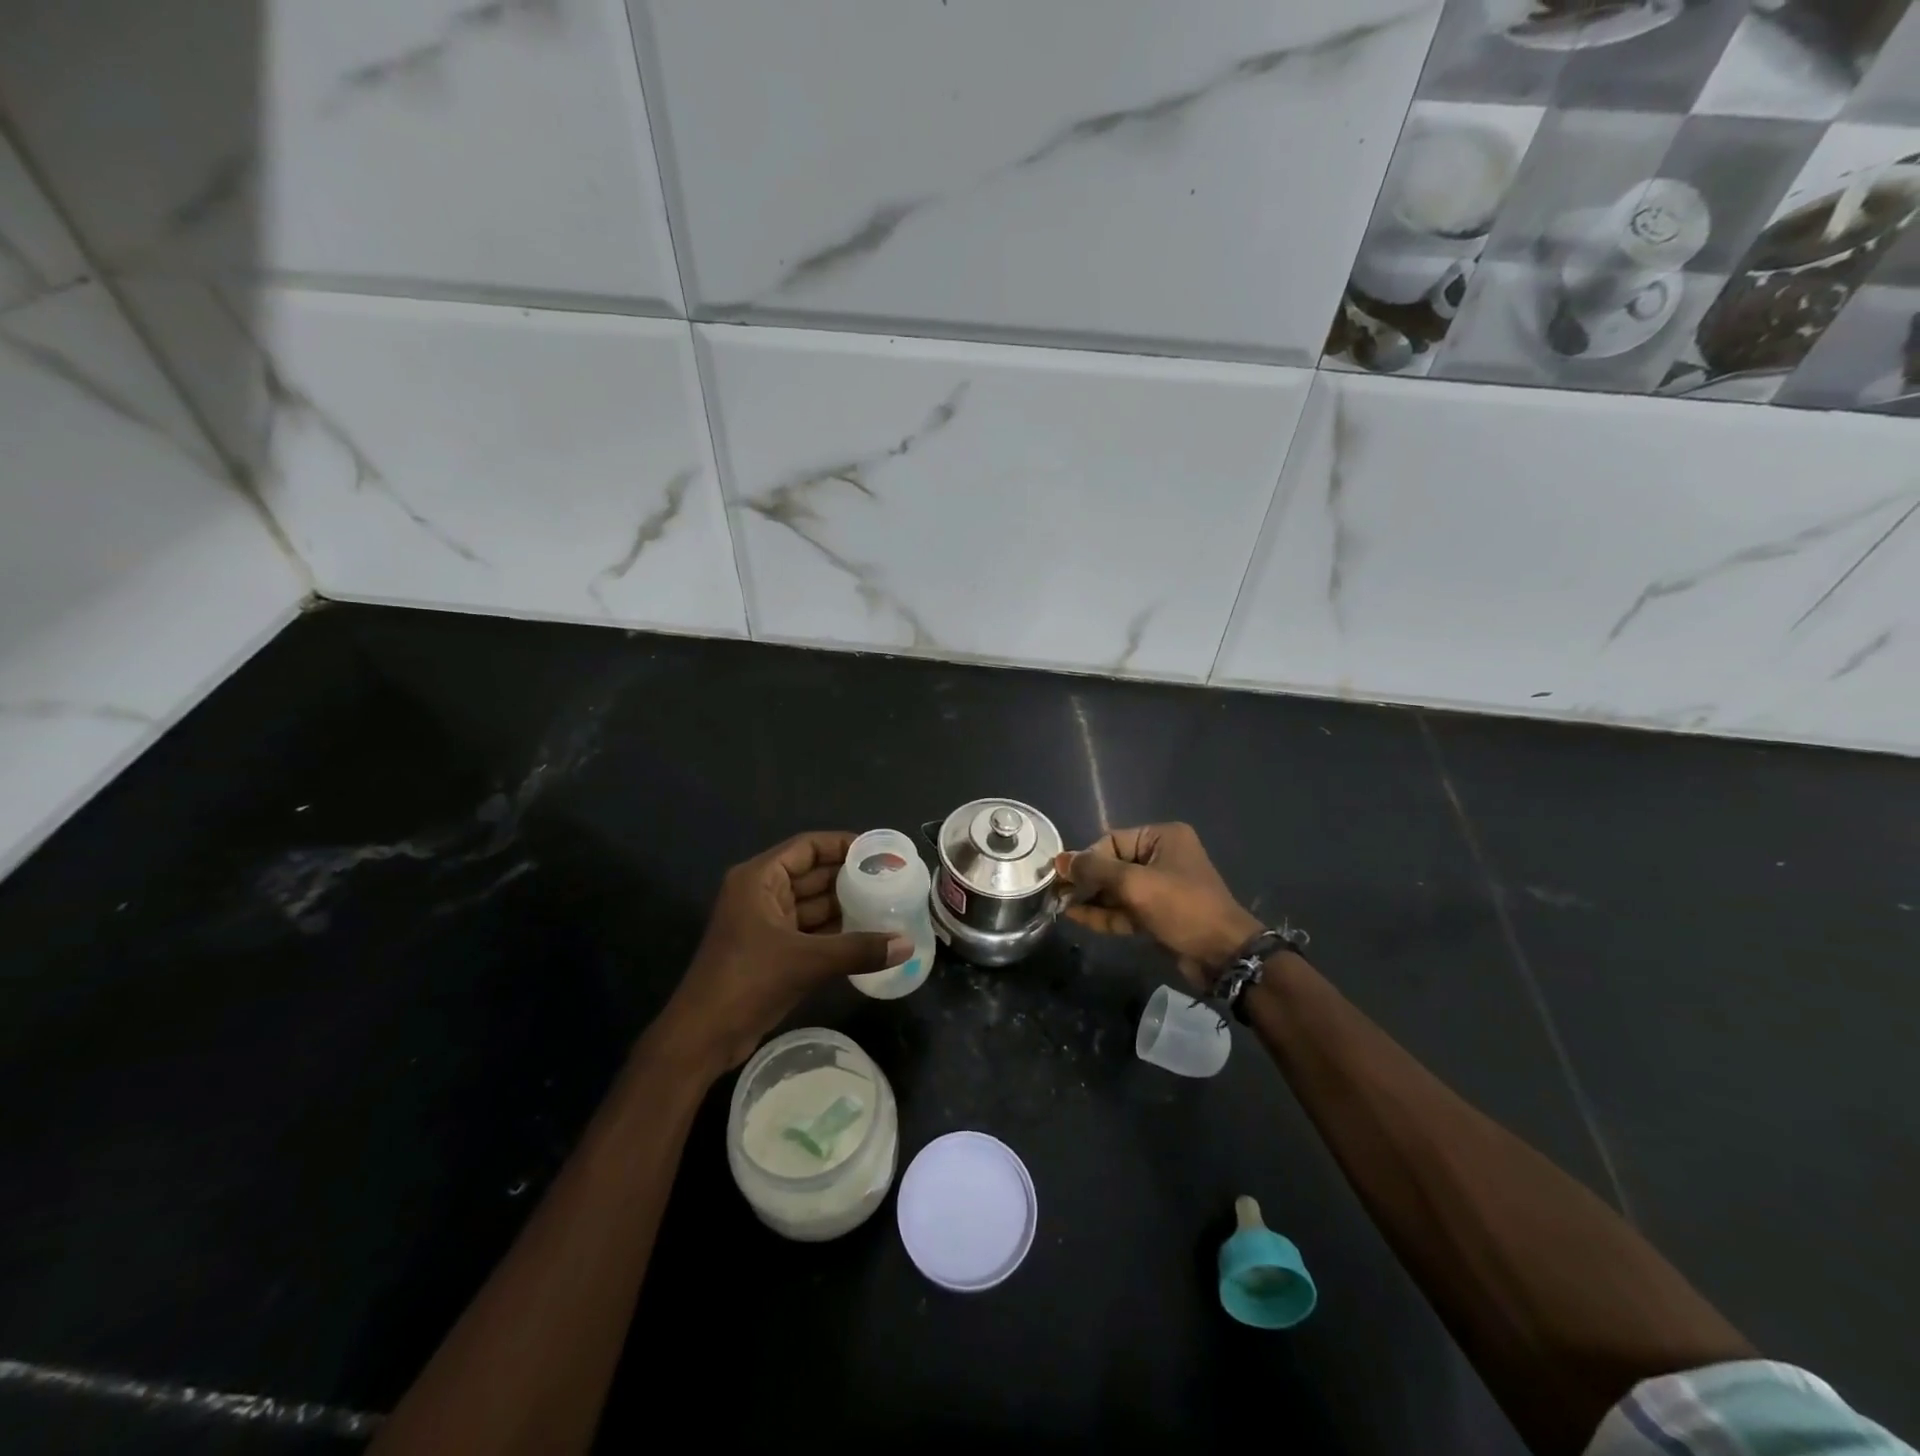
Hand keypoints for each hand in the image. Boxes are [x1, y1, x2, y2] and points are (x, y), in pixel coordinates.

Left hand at [657, 831, 911, 1074]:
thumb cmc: (747, 981)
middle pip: (813, 874)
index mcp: (759, 879)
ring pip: (813, 905)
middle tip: (892, 879)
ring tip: (888, 904)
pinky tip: (868, 936)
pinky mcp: (772, 951)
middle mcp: (762, 894)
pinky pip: (810, 932)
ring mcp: (766, 924)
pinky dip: (836, 933)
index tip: (879, 852)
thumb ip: (859, 950)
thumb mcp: (807, 961)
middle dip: (850, 877)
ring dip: (846, 906)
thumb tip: (907, 945)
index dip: (843, 844)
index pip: (807, 847)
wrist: (701, 1037)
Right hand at [1054, 823, 1261, 989]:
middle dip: (1086, 880)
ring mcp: (1160, 888)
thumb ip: (1095, 870)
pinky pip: (1124, 909)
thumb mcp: (1135, 884)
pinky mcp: (1158, 915)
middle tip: (1055, 892)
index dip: (1086, 858)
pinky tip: (1075, 916)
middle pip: (1112, 865)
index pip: (1112, 841)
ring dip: (1090, 898)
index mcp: (1162, 838)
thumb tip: (1060, 860)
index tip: (1063, 876)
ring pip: (1116, 890)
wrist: (1223, 955)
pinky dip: (1103, 913)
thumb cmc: (1181, 907)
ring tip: (1059, 904)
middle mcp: (1161, 858)